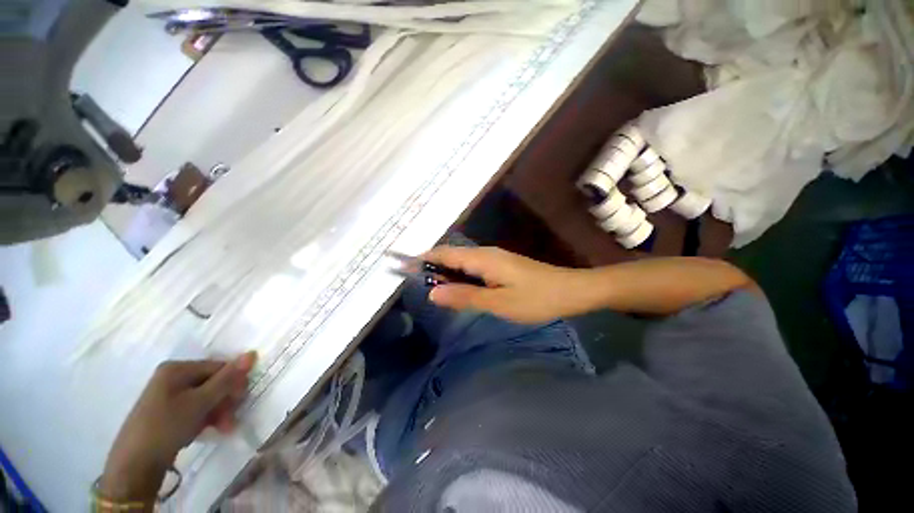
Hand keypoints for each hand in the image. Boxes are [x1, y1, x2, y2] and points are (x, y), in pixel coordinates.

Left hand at [99, 352, 256, 502]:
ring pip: (206, 397)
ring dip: (219, 412)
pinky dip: (206, 418)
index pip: (218, 367)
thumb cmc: (167, 426)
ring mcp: (168, 394)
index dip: (233, 383)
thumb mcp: (200, 402)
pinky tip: (210, 429)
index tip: (239, 402)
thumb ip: (226, 379)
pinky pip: (195, 408)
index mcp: (177, 368)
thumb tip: (251, 354)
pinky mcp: (167, 411)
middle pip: (213, 382)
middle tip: (229, 420)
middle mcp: (173, 377)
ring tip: (223, 428)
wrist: (134, 464)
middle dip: (225, 401)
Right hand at [421, 246, 591, 323]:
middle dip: (431, 267)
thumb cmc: (536, 298)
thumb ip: (465, 297)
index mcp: (482, 259)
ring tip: (430, 288)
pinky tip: (458, 289)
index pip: (444, 253)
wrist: (571, 290)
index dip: (422, 259)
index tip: (401, 266)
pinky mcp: (501, 266)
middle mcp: (485, 253)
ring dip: (445, 273)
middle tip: (413, 283)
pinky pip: (473, 268)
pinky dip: (460, 276)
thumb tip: (433, 293)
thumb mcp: (498, 302)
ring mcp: (494, 259)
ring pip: (462, 262)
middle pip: (451, 256)